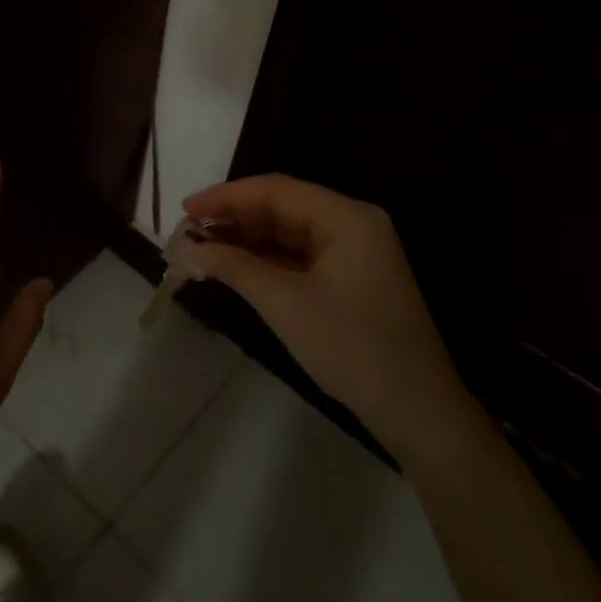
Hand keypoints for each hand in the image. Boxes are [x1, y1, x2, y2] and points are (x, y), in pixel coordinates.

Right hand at [180, 174, 472, 462]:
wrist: (417, 411)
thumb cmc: (352, 348)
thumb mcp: (285, 304)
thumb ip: (233, 267)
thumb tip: (183, 248)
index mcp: (346, 218)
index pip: (275, 190)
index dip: (225, 197)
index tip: (184, 211)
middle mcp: (351, 224)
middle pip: (281, 206)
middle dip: (233, 218)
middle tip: (187, 234)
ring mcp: (352, 251)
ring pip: (287, 231)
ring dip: (245, 240)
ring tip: (201, 250)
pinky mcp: (348, 277)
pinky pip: (298, 255)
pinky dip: (264, 260)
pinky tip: (232, 267)